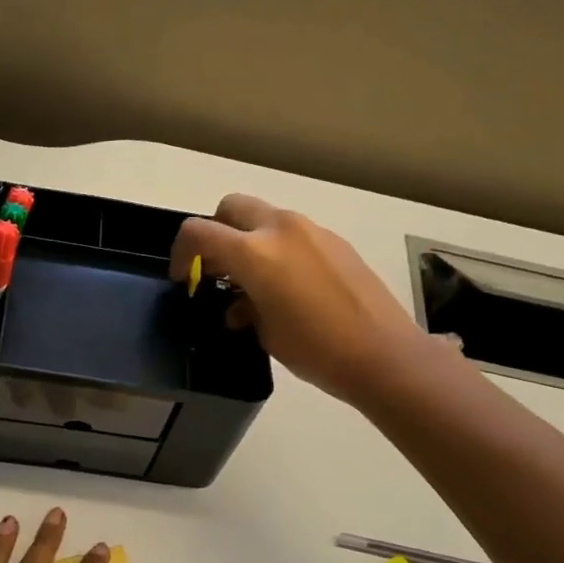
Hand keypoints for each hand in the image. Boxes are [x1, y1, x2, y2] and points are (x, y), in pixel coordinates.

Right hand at [171, 194, 437, 409]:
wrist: (382, 355)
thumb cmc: (314, 349)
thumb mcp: (264, 331)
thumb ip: (242, 304)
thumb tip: (239, 302)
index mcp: (255, 252)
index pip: (198, 232)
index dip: (181, 253)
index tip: (184, 279)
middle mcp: (282, 229)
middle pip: (231, 207)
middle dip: (216, 233)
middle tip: (216, 271)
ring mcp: (313, 231)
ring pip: (264, 219)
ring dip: (248, 242)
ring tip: (252, 286)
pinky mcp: (335, 242)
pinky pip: (293, 234)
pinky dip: (277, 250)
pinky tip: (286, 290)